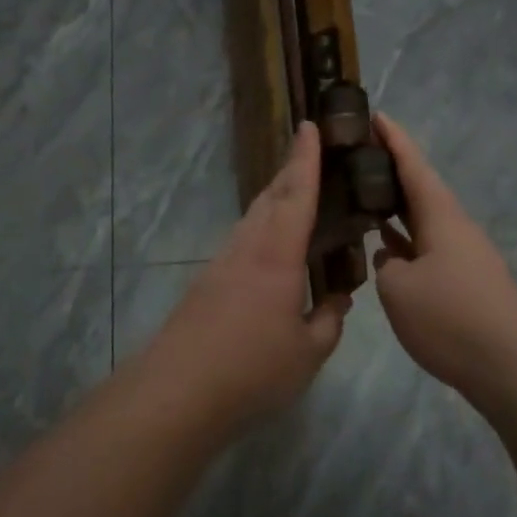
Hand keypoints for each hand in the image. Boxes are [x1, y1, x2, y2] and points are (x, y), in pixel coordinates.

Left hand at [136, 122, 350, 433]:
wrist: (177, 391)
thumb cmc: (252, 369)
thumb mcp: (307, 352)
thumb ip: (329, 320)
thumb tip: (339, 299)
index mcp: (276, 255)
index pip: (297, 195)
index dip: (305, 158)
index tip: (309, 125)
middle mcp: (246, 248)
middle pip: (270, 197)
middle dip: (290, 170)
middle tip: (308, 152)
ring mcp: (222, 263)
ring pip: (253, 218)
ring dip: (274, 198)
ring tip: (295, 195)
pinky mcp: (207, 283)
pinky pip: (242, 241)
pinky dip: (262, 229)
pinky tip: (270, 249)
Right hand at [373, 114, 516, 406]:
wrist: (511, 366)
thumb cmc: (451, 317)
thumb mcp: (399, 289)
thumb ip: (386, 266)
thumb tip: (392, 261)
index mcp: (441, 216)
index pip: (414, 166)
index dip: (393, 139)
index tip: (375, 114)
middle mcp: (454, 228)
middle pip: (420, 189)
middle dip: (391, 171)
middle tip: (357, 156)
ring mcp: (462, 256)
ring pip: (422, 220)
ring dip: (395, 207)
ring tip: (362, 197)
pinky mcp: (465, 283)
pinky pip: (427, 248)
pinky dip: (404, 241)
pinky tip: (383, 249)